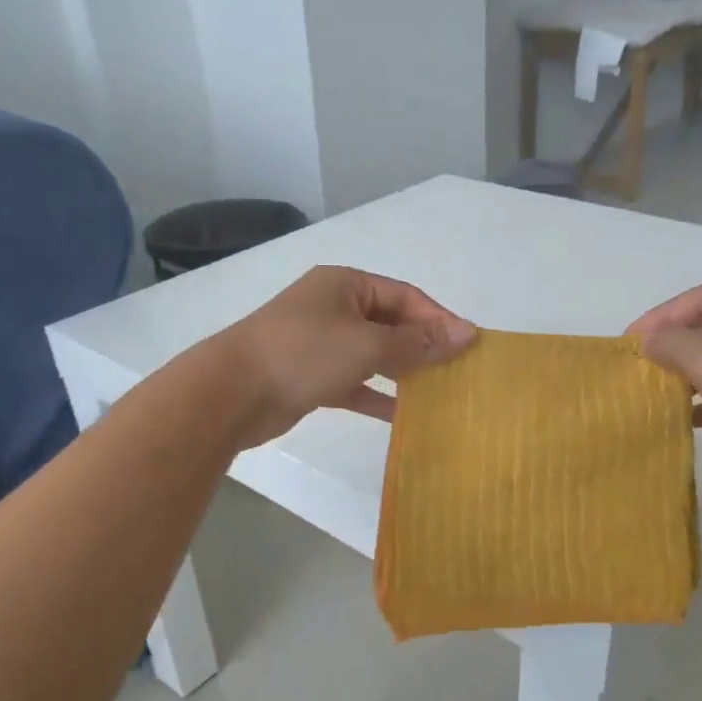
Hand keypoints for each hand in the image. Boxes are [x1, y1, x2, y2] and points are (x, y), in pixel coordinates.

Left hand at [218, 266, 475, 447]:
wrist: (232, 392)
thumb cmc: (304, 354)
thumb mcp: (367, 344)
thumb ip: (418, 342)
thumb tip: (466, 333)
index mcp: (346, 285)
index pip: (405, 296)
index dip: (439, 319)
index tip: (469, 346)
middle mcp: (334, 307)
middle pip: (391, 323)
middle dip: (424, 346)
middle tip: (458, 371)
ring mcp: (320, 342)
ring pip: (374, 354)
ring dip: (404, 372)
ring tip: (439, 392)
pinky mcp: (311, 376)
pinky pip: (355, 381)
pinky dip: (377, 395)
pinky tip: (403, 416)